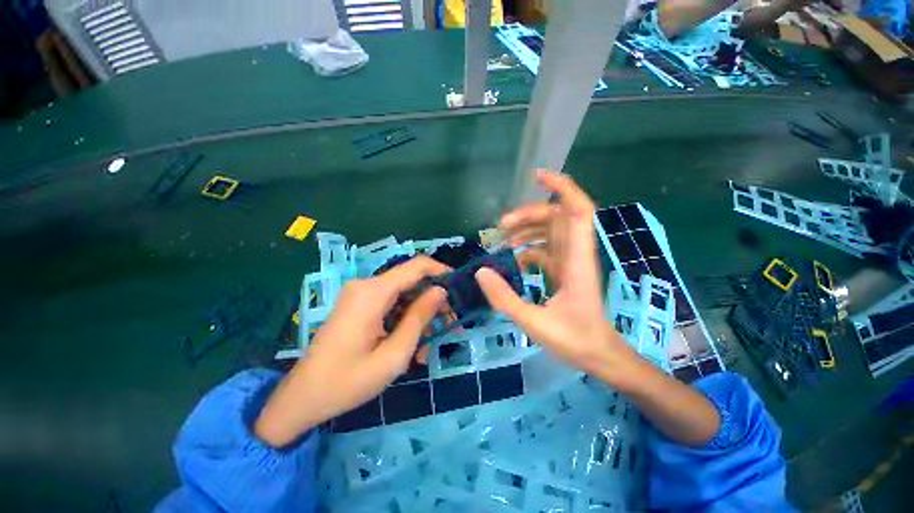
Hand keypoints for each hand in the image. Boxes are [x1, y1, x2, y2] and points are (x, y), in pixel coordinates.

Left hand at [254, 256, 449, 446]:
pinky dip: (405, 321)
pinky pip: (390, 305)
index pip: (417, 266)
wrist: (302, 398)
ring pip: (403, 295)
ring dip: (420, 317)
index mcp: (373, 292)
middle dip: (433, 302)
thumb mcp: (394, 355)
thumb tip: (441, 291)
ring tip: (427, 349)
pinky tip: (409, 346)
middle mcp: (366, 285)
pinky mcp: (358, 304)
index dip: (441, 272)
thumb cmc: (347, 382)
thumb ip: (419, 318)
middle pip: (411, 281)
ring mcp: (360, 294)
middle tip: (450, 327)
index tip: (460, 288)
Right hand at [475, 171, 640, 388]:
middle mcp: (576, 255)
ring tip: (502, 238)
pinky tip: (514, 258)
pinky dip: (529, 248)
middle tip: (501, 226)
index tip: (538, 177)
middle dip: (529, 215)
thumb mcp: (534, 323)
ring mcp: (571, 262)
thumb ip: (505, 298)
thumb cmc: (574, 340)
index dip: (562, 189)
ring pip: (551, 231)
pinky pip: (547, 249)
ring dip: (527, 229)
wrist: (599, 356)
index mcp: (577, 261)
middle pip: (557, 218)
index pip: (578, 212)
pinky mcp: (565, 271)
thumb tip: (481, 271)